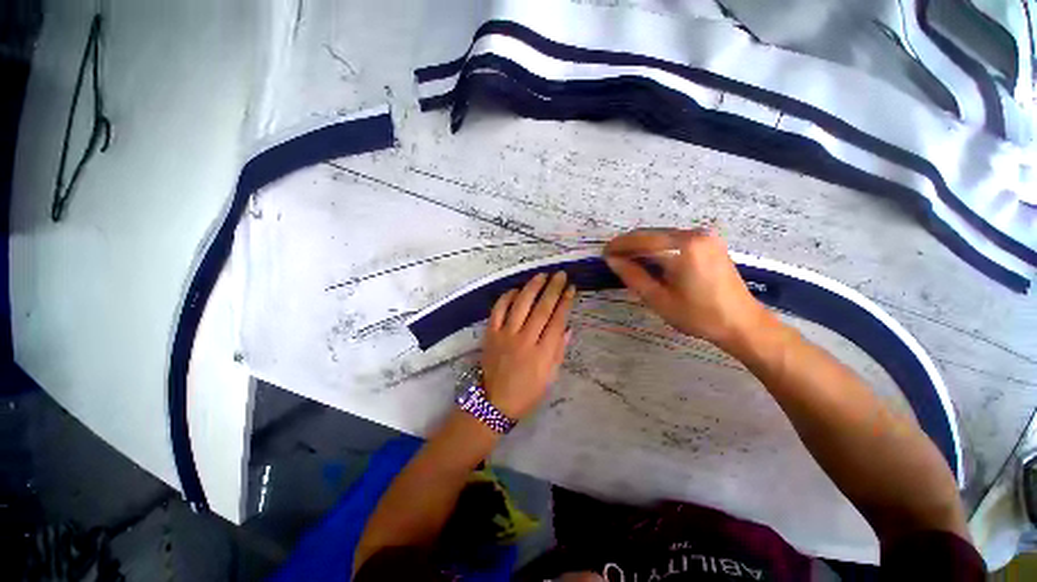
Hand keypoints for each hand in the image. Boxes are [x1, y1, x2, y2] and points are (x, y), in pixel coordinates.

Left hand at [481, 271, 575, 419]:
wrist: (495, 402)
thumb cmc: (528, 392)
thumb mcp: (550, 376)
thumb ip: (559, 350)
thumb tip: (567, 327)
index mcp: (542, 353)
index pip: (557, 320)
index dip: (565, 302)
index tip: (571, 288)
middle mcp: (524, 340)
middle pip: (541, 309)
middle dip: (553, 289)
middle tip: (560, 275)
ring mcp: (505, 335)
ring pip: (520, 305)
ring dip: (532, 287)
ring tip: (541, 275)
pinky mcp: (491, 333)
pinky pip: (498, 310)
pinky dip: (507, 297)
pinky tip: (516, 290)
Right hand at [604, 228, 770, 347]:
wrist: (742, 323)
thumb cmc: (698, 315)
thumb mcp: (658, 299)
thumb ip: (633, 276)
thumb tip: (612, 260)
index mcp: (682, 247)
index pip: (641, 240)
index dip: (619, 246)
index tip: (603, 254)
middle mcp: (694, 234)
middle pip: (651, 234)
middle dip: (629, 244)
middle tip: (612, 258)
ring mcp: (704, 236)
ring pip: (662, 235)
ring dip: (642, 245)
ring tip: (627, 260)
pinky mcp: (709, 242)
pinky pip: (675, 239)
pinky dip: (658, 247)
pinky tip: (650, 259)